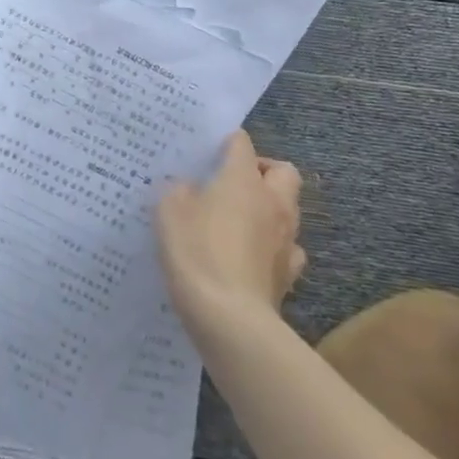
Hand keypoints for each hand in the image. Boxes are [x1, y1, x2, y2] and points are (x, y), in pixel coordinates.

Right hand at [156, 131, 306, 326]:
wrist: (229, 317)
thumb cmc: (196, 252)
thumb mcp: (169, 211)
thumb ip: (178, 190)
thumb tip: (189, 188)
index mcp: (243, 180)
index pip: (241, 143)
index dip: (226, 141)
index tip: (209, 150)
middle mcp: (273, 203)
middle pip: (284, 171)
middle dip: (264, 170)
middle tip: (234, 181)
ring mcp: (286, 239)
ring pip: (289, 209)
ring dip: (270, 207)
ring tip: (240, 219)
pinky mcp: (288, 273)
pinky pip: (287, 248)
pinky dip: (273, 245)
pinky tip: (252, 255)